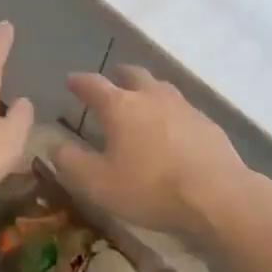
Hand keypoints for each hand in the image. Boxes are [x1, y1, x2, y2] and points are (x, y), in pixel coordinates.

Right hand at [54, 66, 253, 242]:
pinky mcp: (207, 123)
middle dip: (119, 75)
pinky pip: (183, 108)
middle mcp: (151, 97)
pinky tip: (174, 127)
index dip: (80, 82)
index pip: (94, 85)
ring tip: (143, 99)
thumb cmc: (150, 188)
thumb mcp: (99, 184)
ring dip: (148, 88)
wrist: (217, 195)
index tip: (71, 80)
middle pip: (133, 75)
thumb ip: (72, 163)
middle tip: (113, 79)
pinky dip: (171, 111)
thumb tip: (53, 145)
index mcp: (121, 107)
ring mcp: (183, 107)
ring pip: (161, 87)